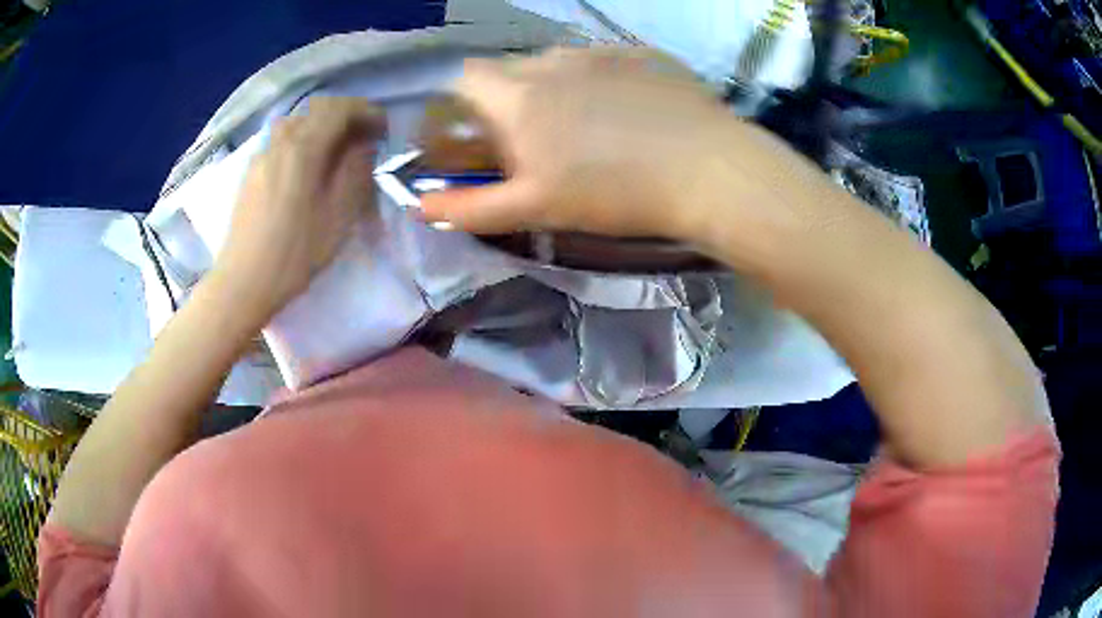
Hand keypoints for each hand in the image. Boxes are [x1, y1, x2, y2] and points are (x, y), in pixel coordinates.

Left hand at [214, 97, 384, 321]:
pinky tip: (306, 167)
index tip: (383, 129)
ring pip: (296, 122)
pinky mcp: (251, 171)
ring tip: (335, 150)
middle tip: (363, 137)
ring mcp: (261, 154)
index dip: (366, 111)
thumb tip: (363, 145)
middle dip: (345, 115)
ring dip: (321, 126)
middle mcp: (280, 141)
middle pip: (316, 109)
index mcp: (303, 147)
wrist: (243, 282)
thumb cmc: (294, 254)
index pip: (340, 108)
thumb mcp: (338, 216)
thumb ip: (355, 172)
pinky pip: (281, 140)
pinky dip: (302, 140)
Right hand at [419, 47, 851, 267]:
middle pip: (512, 69)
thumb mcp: (537, 208)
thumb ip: (470, 207)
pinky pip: (603, 61)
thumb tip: (418, 206)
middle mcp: (553, 60)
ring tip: (590, 127)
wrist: (709, 171)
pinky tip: (630, 112)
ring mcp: (602, 52)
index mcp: (519, 95)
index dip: (464, 104)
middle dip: (510, 98)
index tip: (481, 134)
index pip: (465, 78)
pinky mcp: (643, 54)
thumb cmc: (616, 193)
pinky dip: (600, 81)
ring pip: (559, 63)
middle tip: (539, 139)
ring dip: (556, 88)